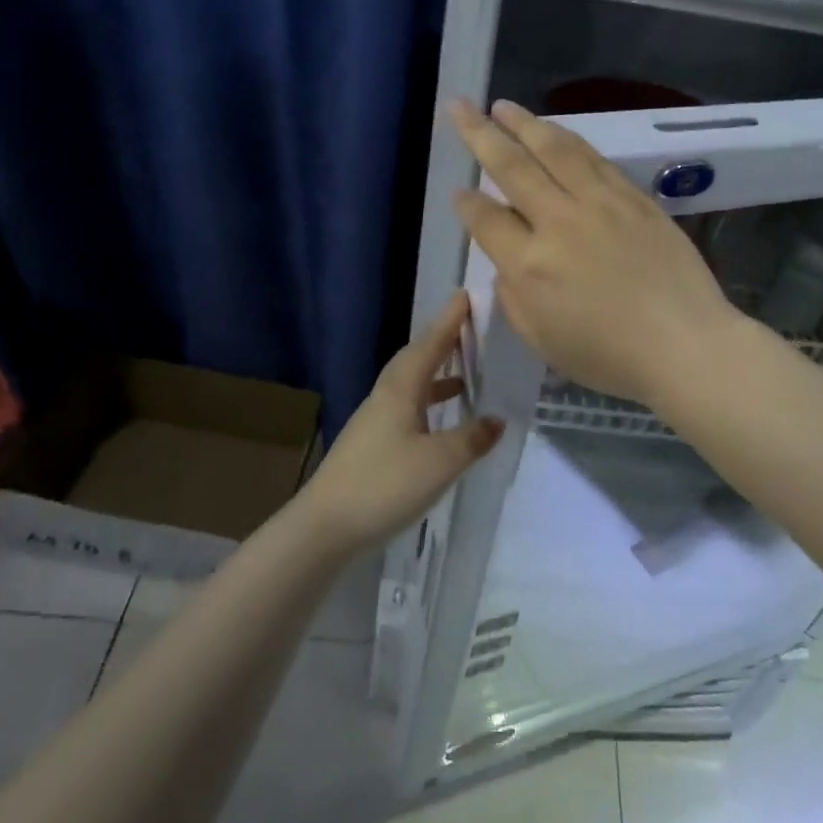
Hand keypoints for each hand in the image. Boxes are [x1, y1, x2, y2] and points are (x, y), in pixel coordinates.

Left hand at [294, 292, 503, 555]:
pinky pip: (406, 408)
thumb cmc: (384, 484)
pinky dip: (428, 405)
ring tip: (464, 374)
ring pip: (410, 385)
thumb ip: (472, 438)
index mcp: (400, 389)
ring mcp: (375, 422)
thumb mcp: (440, 462)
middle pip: (416, 359)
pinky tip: (440, 423)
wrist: (325, 527)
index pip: (429, 345)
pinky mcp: (371, 445)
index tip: (464, 295)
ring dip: (436, 375)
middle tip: (467, 328)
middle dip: (441, 342)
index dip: (448, 321)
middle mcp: (385, 397)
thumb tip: (497, 420)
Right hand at [449, 99, 741, 407]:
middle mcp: (558, 222)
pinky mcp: (632, 197)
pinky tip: (554, 131)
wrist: (685, 343)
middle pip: (511, 167)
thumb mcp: (543, 342)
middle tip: (459, 107)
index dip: (466, 203)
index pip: (486, 219)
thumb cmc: (610, 357)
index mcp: (530, 265)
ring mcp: (599, 203)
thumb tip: (507, 263)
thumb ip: (514, 299)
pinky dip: (568, 139)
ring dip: (524, 124)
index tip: (458, 190)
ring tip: (502, 106)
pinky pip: (593, 158)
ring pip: (554, 150)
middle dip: (479, 134)